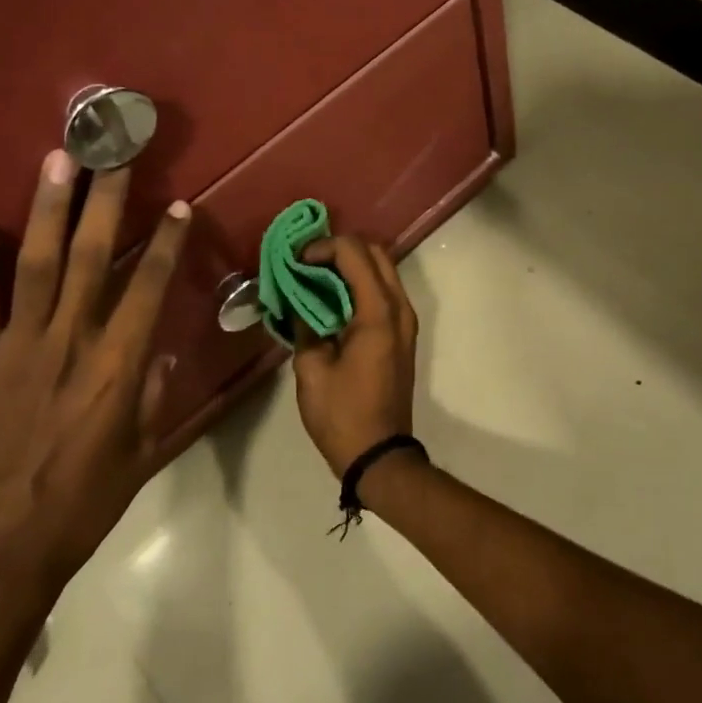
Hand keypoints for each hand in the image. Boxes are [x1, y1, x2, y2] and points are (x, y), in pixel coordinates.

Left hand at [0, 150, 193, 601]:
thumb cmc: (82, 505)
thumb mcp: (141, 455)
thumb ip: (153, 397)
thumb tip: (158, 350)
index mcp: (118, 366)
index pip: (150, 288)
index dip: (167, 243)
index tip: (178, 205)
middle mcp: (70, 342)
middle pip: (94, 257)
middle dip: (107, 200)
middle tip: (114, 153)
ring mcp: (16, 349)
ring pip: (38, 266)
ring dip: (48, 210)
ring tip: (56, 161)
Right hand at [291, 236, 419, 480]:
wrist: (380, 455)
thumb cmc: (342, 414)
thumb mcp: (311, 369)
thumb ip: (304, 325)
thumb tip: (297, 299)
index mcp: (378, 313)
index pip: (354, 253)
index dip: (322, 247)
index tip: (295, 262)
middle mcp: (399, 308)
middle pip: (375, 252)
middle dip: (339, 249)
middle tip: (306, 263)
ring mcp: (406, 320)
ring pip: (383, 269)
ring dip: (351, 265)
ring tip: (315, 277)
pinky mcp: (403, 333)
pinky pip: (384, 291)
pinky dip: (360, 283)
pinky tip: (331, 298)